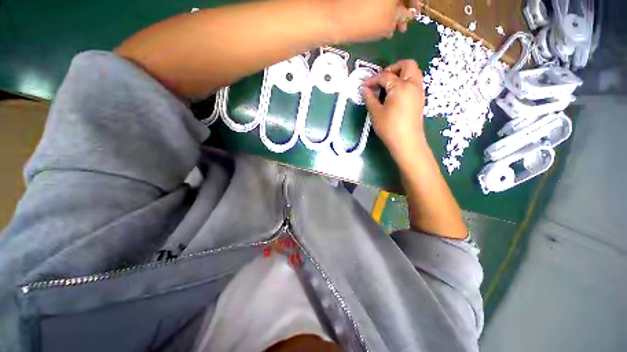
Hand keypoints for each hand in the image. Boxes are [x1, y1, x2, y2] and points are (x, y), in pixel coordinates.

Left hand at [329, 0, 419, 41]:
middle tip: (402, 26)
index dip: (415, 2)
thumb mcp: (388, 22)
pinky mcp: (364, 2)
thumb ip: (402, 16)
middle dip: (404, 8)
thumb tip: (408, 14)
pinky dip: (382, 11)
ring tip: (392, 29)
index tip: (415, 14)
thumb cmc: (365, 20)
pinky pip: (378, 2)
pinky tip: (381, 24)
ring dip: (393, 12)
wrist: (336, 19)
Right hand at [363, 60, 425, 158]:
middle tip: (381, 80)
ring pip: (413, 72)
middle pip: (407, 65)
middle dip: (393, 68)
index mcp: (401, 86)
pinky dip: (405, 82)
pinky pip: (414, 82)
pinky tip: (394, 94)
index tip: (364, 86)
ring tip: (387, 87)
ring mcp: (419, 91)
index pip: (385, 75)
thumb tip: (364, 89)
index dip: (373, 79)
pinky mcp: (420, 99)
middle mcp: (413, 84)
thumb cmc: (389, 128)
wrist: (407, 142)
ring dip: (400, 74)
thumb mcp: (376, 113)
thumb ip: (369, 98)